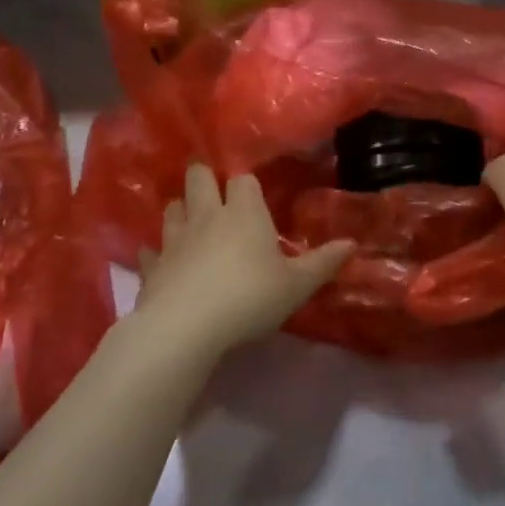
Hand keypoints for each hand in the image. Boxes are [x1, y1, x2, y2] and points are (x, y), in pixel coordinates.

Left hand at [135, 164, 351, 360]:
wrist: (185, 328)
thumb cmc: (249, 298)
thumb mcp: (297, 286)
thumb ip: (323, 263)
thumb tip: (352, 243)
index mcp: (244, 213)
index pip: (243, 179)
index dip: (247, 183)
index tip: (252, 192)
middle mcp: (207, 216)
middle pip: (198, 178)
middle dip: (204, 177)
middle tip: (212, 188)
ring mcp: (175, 239)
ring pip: (172, 208)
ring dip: (180, 209)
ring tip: (190, 219)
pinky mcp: (153, 267)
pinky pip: (151, 251)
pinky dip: (157, 253)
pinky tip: (162, 260)